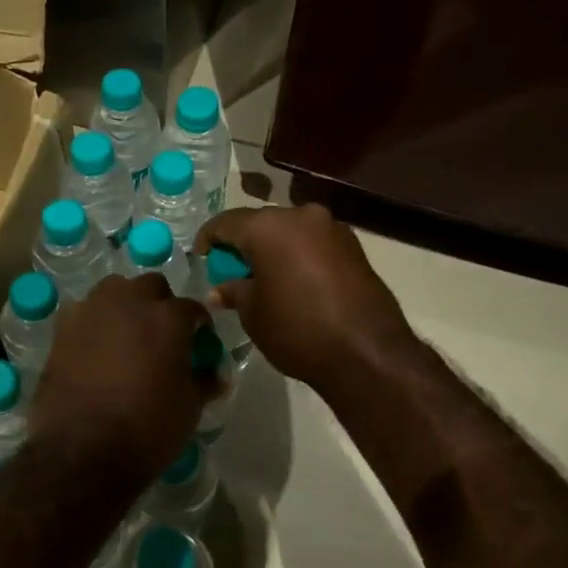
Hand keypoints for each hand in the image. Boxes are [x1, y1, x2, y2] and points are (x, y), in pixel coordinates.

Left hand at [29, 274, 211, 486]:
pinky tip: (94, 348)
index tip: (199, 342)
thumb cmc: (147, 429)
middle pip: (151, 287)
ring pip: (114, 291)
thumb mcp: (189, 408)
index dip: (198, 325)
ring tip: (126, 335)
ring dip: (124, 305)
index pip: (192, 308)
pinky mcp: (61, 328)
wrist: (81, 451)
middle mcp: (130, 302)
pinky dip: (93, 322)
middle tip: (161, 335)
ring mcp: (91, 310)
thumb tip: (215, 375)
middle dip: (160, 304)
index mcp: (168, 317)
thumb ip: (203, 382)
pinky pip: (84, 312)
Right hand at [196, 204, 414, 394]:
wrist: (367, 352)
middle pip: (261, 223)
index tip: (200, 257)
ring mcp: (332, 228)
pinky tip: (293, 282)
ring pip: (290, 231)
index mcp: (268, 226)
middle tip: (231, 270)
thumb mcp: (253, 313)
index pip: (225, 222)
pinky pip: (314, 244)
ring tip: (263, 278)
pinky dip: (298, 256)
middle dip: (243, 244)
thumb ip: (233, 292)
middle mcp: (301, 215)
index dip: (208, 239)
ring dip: (274, 249)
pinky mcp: (354, 247)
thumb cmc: (297, 329)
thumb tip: (220, 290)